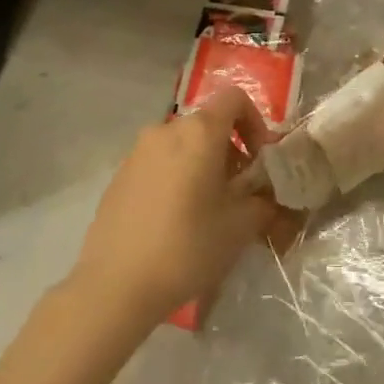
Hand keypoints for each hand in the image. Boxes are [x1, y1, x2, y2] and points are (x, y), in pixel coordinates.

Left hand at [70, 86, 279, 325]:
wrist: (115, 285)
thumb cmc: (187, 246)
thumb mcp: (241, 225)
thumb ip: (264, 199)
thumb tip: (268, 193)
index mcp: (199, 131)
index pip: (235, 98)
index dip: (255, 123)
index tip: (260, 161)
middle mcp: (166, 130)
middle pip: (208, 124)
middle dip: (230, 151)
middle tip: (239, 192)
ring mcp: (137, 152)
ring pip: (182, 145)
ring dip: (203, 165)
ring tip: (208, 209)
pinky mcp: (119, 176)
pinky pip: (159, 164)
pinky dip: (176, 178)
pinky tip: (176, 220)